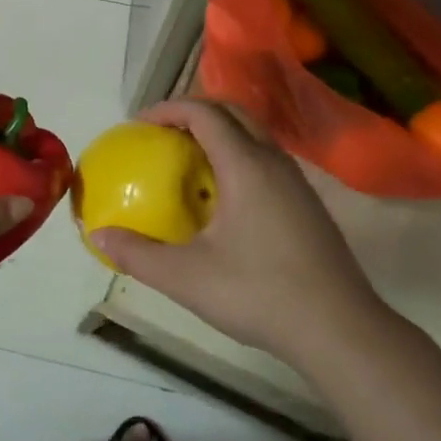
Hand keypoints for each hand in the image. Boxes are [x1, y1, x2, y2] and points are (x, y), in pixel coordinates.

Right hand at [89, 100, 392, 370]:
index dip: (168, 109)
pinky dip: (237, 156)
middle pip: (232, 112)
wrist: (341, 331)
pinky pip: (266, 158)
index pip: (204, 112)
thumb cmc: (260, 293)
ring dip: (219, 133)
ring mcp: (296, 182)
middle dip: (193, 112)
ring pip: (253, 134)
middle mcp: (273, 161)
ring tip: (188, 160)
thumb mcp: (187, 277)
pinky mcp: (307, 204)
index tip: (139, 124)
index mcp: (245, 165)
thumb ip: (138, 254)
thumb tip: (98, 235)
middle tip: (162, 134)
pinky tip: (223, 197)